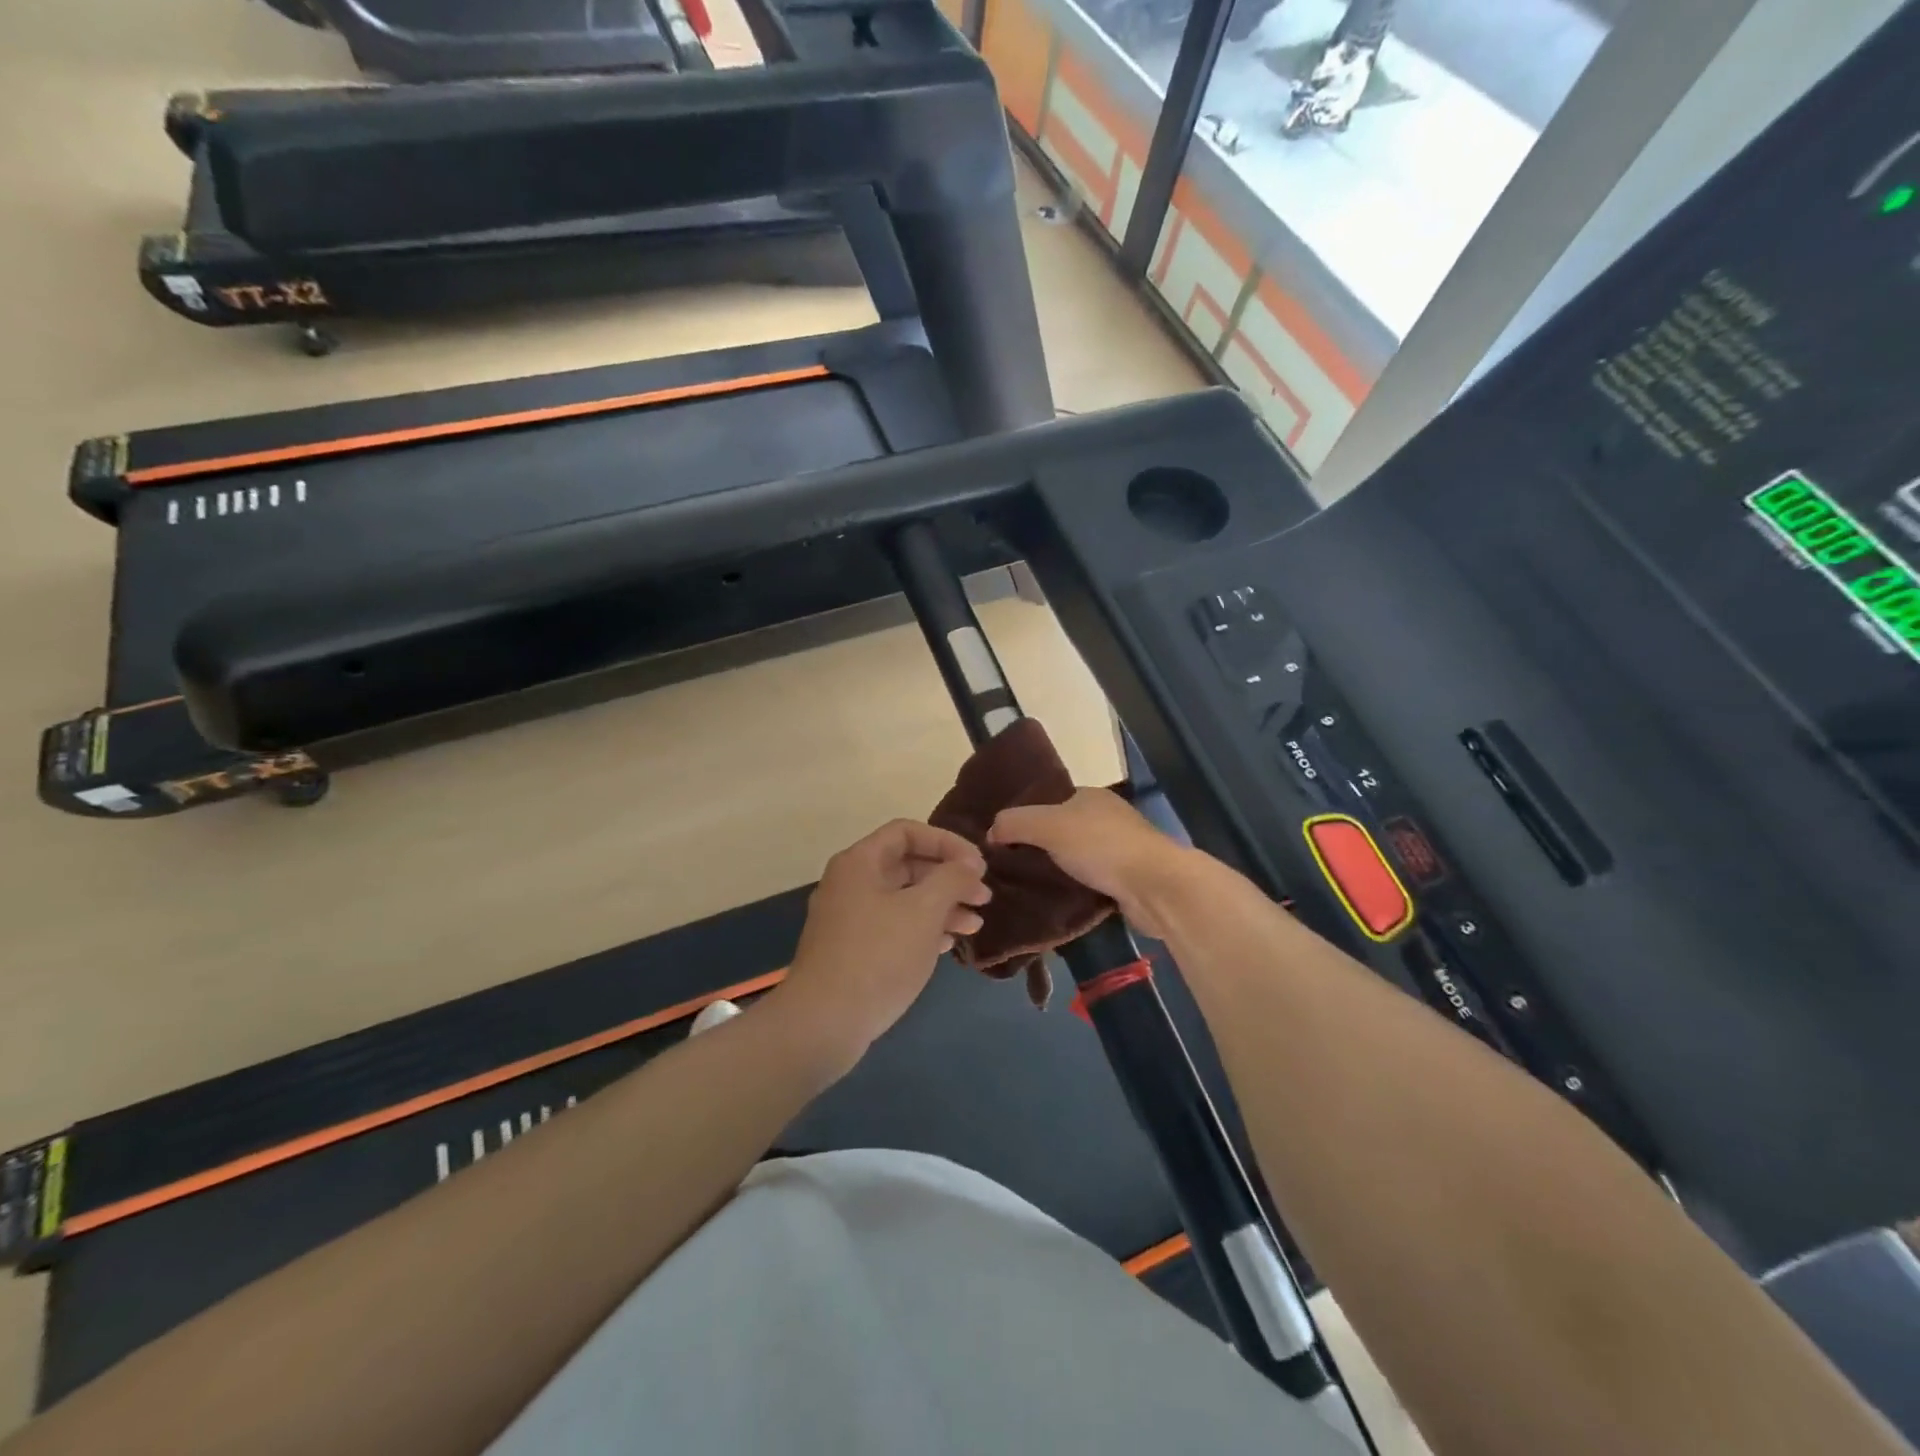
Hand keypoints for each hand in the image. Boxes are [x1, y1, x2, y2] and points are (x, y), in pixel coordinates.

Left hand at [770, 820, 991, 1072]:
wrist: (824, 1022)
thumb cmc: (878, 956)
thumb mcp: (924, 910)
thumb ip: (952, 878)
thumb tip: (968, 865)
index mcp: (860, 862)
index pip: (907, 831)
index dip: (947, 842)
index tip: (978, 865)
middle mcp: (850, 883)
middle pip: (907, 865)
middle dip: (949, 878)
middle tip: (983, 898)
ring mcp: (848, 919)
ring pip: (903, 899)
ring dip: (941, 906)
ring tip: (975, 925)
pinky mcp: (852, 951)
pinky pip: (893, 926)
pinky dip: (922, 929)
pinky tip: (947, 944)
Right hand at [988, 788, 1194, 937]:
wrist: (1155, 886)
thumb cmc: (1101, 846)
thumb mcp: (1047, 825)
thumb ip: (1015, 823)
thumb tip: (990, 832)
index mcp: (1090, 797)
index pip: (1049, 801)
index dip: (1024, 816)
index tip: (1000, 839)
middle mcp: (1106, 818)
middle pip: (1061, 830)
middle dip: (1037, 846)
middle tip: (1007, 867)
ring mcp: (1119, 850)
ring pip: (1075, 858)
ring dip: (1056, 871)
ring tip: (1024, 887)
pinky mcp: (1126, 881)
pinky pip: (1090, 882)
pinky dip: (1074, 890)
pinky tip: (1054, 902)